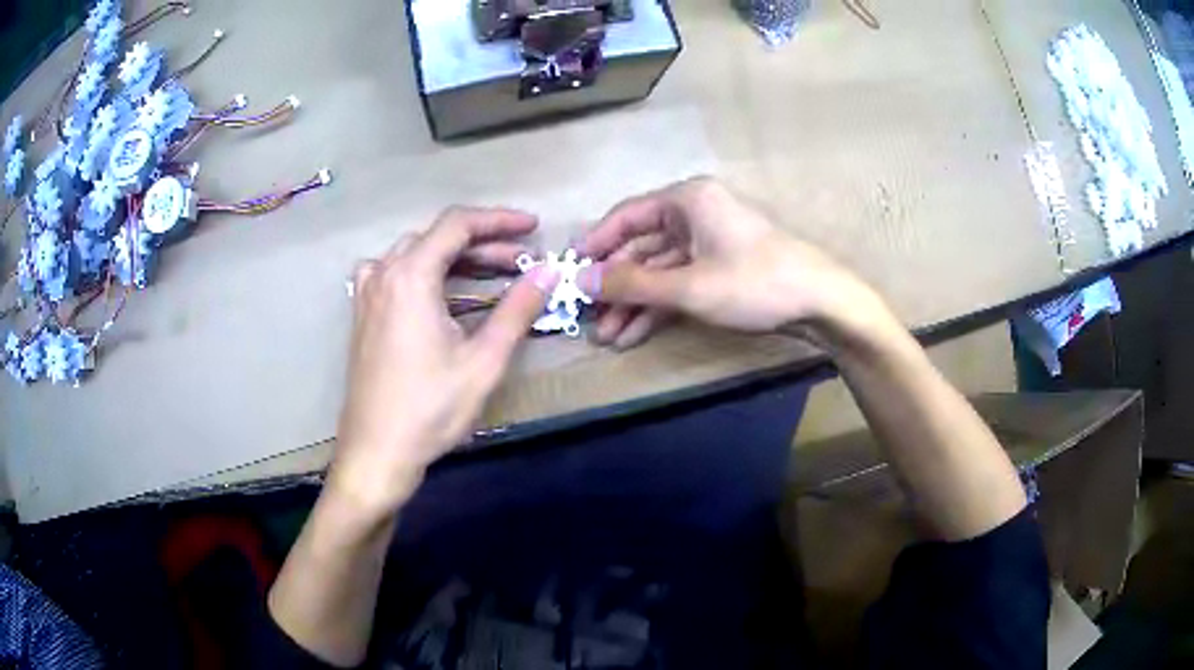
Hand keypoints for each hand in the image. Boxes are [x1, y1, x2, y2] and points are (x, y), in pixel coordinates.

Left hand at [330, 207, 558, 517]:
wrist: (376, 453)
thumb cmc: (430, 409)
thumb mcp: (482, 361)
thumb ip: (517, 310)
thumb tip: (549, 272)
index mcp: (410, 276)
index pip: (458, 224)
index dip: (499, 220)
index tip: (534, 228)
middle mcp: (383, 273)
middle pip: (437, 238)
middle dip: (483, 243)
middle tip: (523, 261)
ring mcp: (367, 293)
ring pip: (416, 254)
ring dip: (455, 257)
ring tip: (492, 274)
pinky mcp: (362, 314)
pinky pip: (396, 273)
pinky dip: (427, 272)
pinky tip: (442, 292)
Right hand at [579, 177, 887, 347]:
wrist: (820, 302)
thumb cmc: (755, 282)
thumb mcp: (688, 286)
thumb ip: (632, 283)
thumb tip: (581, 280)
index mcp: (687, 200)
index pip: (626, 217)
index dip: (595, 244)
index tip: (568, 272)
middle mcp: (694, 215)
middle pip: (641, 248)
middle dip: (615, 285)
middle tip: (587, 317)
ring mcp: (708, 243)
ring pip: (658, 271)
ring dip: (633, 303)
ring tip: (607, 337)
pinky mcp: (719, 269)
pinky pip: (678, 284)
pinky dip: (658, 307)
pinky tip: (634, 334)